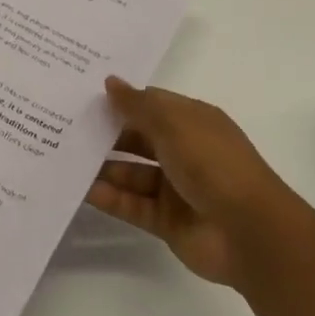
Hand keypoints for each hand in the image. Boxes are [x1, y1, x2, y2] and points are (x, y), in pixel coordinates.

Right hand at [86, 77, 301, 285]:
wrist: (249, 232)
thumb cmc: (213, 163)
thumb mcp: (174, 124)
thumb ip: (138, 105)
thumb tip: (110, 82)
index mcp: (193, 122)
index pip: (151, 105)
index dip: (121, 101)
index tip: (84, 97)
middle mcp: (184, 152)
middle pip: (138, 139)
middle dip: (107, 134)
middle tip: (64, 127)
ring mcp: (176, 188)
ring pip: (131, 173)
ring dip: (103, 168)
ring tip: (65, 159)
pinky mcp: (167, 221)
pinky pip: (132, 205)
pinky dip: (109, 198)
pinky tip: (81, 190)